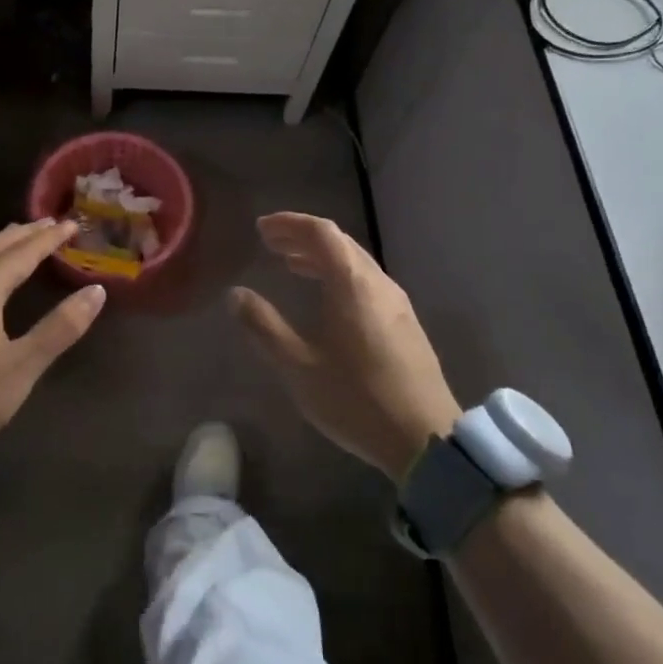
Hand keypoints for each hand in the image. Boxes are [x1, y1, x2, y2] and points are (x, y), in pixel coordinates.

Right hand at [231, 212, 459, 482]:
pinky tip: (328, 299)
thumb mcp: (298, 366)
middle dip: (303, 237)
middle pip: (340, 242)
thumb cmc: (356, 400)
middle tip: (271, 243)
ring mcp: (398, 304)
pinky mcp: (406, 325)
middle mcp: (378, 284)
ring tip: (292, 265)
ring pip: (356, 262)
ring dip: (322, 257)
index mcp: (352, 284)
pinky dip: (340, 275)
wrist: (426, 440)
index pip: (321, 232)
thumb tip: (235, 294)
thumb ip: (264, 326)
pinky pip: (367, 282)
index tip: (261, 228)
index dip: (289, 223)